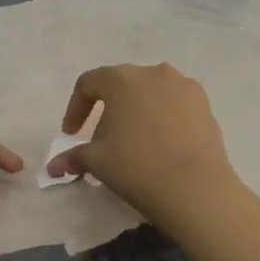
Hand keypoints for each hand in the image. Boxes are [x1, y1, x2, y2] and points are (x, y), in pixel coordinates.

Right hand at [45, 63, 240, 223]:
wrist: (194, 188)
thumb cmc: (136, 167)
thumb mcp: (97, 162)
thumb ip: (73, 157)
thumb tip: (54, 167)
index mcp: (121, 79)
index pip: (88, 84)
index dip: (75, 108)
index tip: (71, 134)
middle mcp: (153, 73)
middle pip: (122, 85)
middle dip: (108, 109)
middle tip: (102, 139)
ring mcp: (184, 86)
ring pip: (151, 93)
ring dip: (138, 111)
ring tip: (135, 141)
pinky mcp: (205, 104)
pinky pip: (175, 104)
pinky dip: (163, 117)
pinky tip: (162, 144)